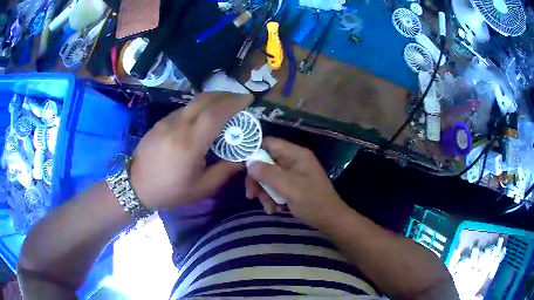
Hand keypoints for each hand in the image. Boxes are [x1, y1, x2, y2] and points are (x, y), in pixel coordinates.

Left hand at [129, 92, 252, 210]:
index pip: (216, 113)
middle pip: (205, 99)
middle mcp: (178, 125)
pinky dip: (198, 108)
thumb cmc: (170, 191)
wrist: (135, 186)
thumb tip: (242, 158)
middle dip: (225, 95)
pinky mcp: (160, 122)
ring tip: (223, 108)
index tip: (248, 98)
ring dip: (212, 100)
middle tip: (239, 100)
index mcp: (190, 143)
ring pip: (193, 102)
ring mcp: (167, 121)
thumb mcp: (201, 188)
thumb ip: (224, 171)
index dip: (234, 102)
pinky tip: (201, 119)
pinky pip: (184, 109)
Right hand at [246, 137, 349, 229]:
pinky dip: (272, 198)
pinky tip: (274, 209)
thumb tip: (249, 163)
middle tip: (251, 195)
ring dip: (264, 192)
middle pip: (266, 162)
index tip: (242, 167)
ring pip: (268, 177)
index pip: (269, 143)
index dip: (254, 152)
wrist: (330, 220)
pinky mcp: (292, 185)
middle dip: (258, 179)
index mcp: (296, 154)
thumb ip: (269, 174)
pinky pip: (275, 187)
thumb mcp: (290, 187)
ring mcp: (293, 173)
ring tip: (269, 208)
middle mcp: (293, 161)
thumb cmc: (313, 202)